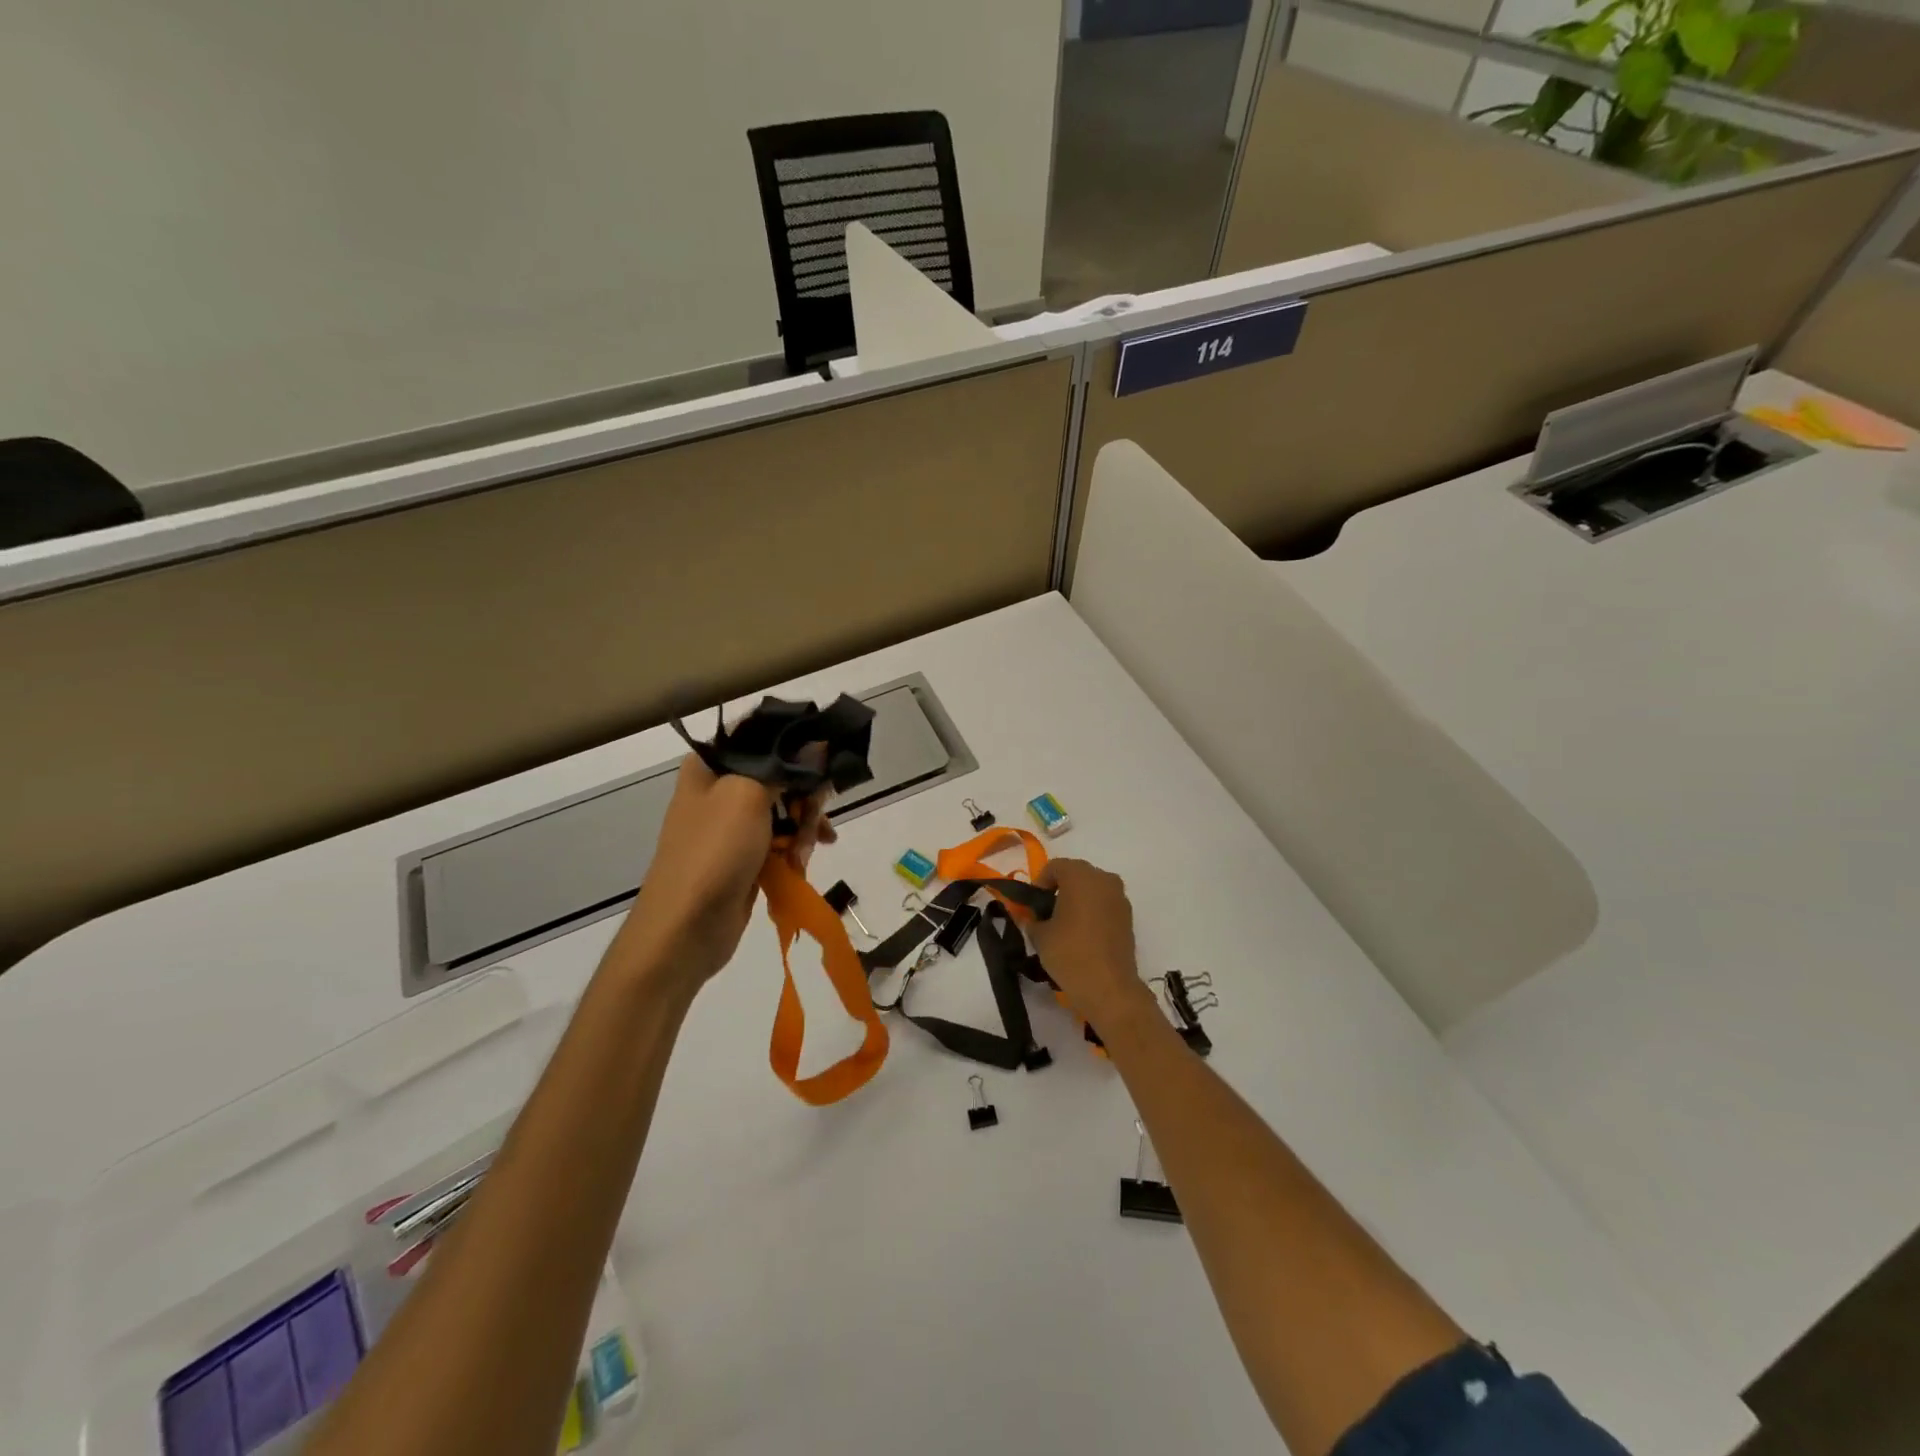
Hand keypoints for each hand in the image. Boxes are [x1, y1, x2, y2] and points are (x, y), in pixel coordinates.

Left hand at [614, 756, 835, 989]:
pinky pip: (782, 839)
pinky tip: (802, 861)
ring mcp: (734, 824)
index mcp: (712, 763)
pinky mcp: (746, 855)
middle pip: (781, 772)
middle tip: (816, 814)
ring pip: (787, 807)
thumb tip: (818, 742)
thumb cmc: (713, 852)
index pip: (761, 733)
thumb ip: (785, 765)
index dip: (797, 739)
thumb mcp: (748, 796)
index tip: (828, 754)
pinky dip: (797, 847)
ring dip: (806, 824)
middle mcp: (721, 787)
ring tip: (808, 849)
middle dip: (806, 792)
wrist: (685, 929)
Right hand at [1027, 859, 1154, 1030]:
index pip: (1055, 867)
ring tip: (1064, 925)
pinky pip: (1105, 905)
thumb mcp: (1040, 935)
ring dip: (1078, 900)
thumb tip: (1034, 917)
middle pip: (1076, 874)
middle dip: (1060, 889)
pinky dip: (1092, 912)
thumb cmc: (1070, 954)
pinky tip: (1082, 935)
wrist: (1109, 988)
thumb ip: (1033, 919)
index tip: (1033, 905)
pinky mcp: (1128, 918)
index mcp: (1080, 876)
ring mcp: (1120, 898)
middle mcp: (1104, 879)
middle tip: (1046, 912)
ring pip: (1093, 889)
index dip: (1040, 883)